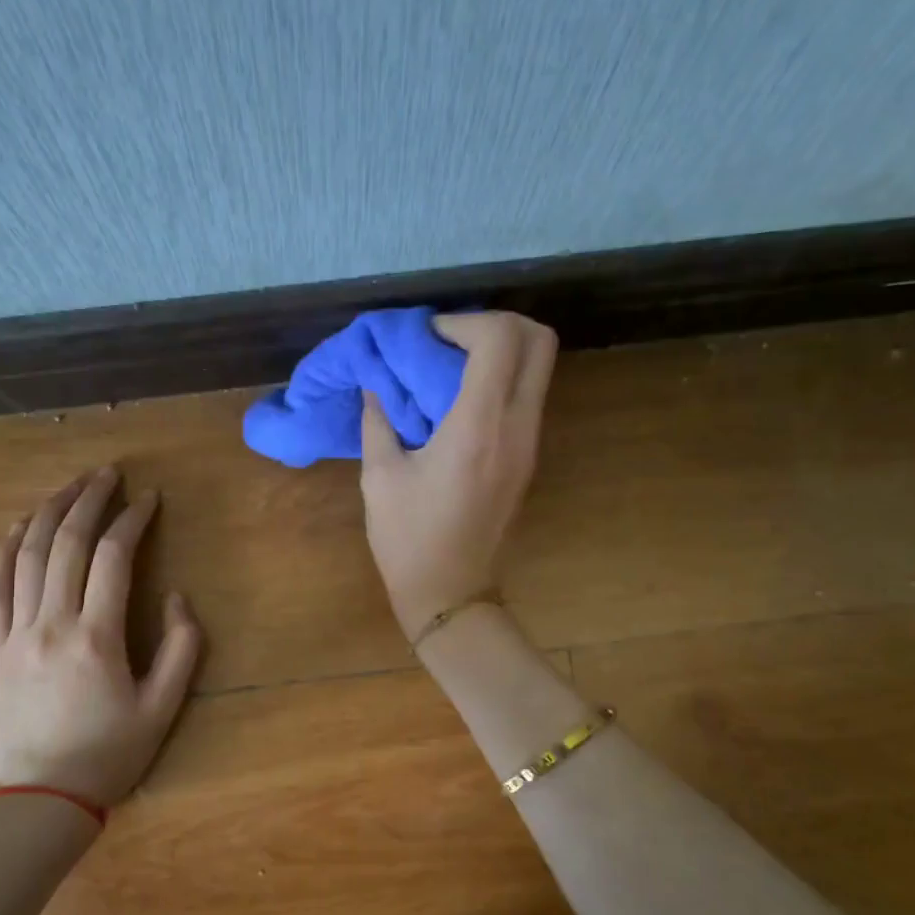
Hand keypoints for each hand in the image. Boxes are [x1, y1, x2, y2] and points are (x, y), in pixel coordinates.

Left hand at [0, 467, 202, 806]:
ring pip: (27, 556)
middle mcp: (51, 624)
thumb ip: (181, 648)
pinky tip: (18, 526)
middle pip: (66, 543)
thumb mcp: (163, 709)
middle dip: (89, 499)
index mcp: (96, 638)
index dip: (133, 519)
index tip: (149, 497)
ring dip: (48, 512)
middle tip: (108, 473)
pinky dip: (5, 550)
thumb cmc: (109, 755)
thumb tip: (174, 596)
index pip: (113, 557)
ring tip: (69, 485)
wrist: (41, 801)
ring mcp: (14, 633)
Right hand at [359, 312, 556, 637]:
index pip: (499, 339)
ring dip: (500, 350)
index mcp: (478, 427)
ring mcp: (531, 442)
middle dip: (496, 324)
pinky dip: (502, 378)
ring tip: (450, 366)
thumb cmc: (408, 539)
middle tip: (450, 340)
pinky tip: (459, 398)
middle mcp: (517, 426)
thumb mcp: (380, 476)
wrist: (451, 593)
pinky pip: (528, 394)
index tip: (427, 339)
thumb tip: (375, 381)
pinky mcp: (530, 457)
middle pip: (539, 340)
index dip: (463, 322)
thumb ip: (378, 419)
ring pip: (539, 365)